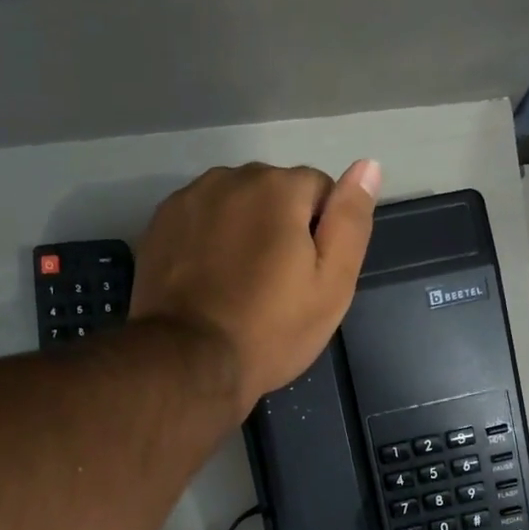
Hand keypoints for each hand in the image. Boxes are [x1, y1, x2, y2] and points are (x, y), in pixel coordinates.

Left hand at [130, 160, 380, 415]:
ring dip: (244, 230)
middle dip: (281, 227)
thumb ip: (351, 221)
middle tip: (277, 286)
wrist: (190, 362)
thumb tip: (369, 166)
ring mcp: (188, 199)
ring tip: (241, 284)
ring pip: (235, 205)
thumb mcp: (332, 284)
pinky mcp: (159, 225)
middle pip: (274, 193)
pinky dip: (210, 241)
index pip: (320, 190)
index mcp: (278, 187)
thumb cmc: (272, 329)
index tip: (309, 276)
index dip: (322, 234)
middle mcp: (230, 177)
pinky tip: (210, 281)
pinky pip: (201, 221)